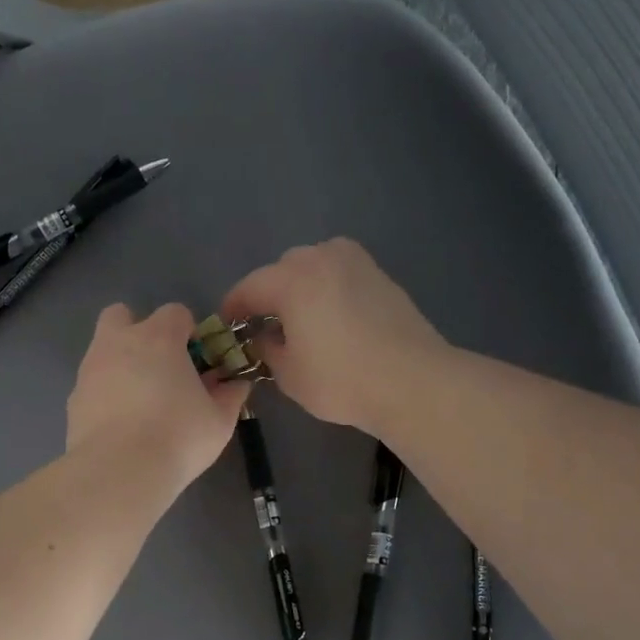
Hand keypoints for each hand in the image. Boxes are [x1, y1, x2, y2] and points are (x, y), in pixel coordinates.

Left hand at [67, 302, 249, 489]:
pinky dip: (104, 394)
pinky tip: (120, 423)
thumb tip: (237, 384)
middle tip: (158, 367)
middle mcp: (119, 342)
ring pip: (102, 349)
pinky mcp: (73, 398)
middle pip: (122, 315)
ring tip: (139, 402)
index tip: (197, 360)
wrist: (119, 471)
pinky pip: (91, 384)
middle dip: (138, 331)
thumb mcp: (219, 420)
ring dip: (120, 363)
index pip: (175, 313)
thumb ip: (230, 396)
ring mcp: (90, 369)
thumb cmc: (178, 437)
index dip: (188, 332)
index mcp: (158, 337)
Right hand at [221, 239, 444, 431]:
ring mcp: (355, 262)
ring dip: (299, 286)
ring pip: (313, 265)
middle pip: (280, 270)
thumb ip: (266, 350)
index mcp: (291, 280)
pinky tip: (330, 317)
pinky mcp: (379, 274)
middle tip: (264, 326)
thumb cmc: (342, 380)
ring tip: (299, 319)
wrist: (413, 381)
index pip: (248, 288)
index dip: (232, 309)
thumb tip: (263, 337)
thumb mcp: (289, 375)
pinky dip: (326, 288)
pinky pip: (339, 272)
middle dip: (268, 294)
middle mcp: (321, 258)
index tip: (227, 328)